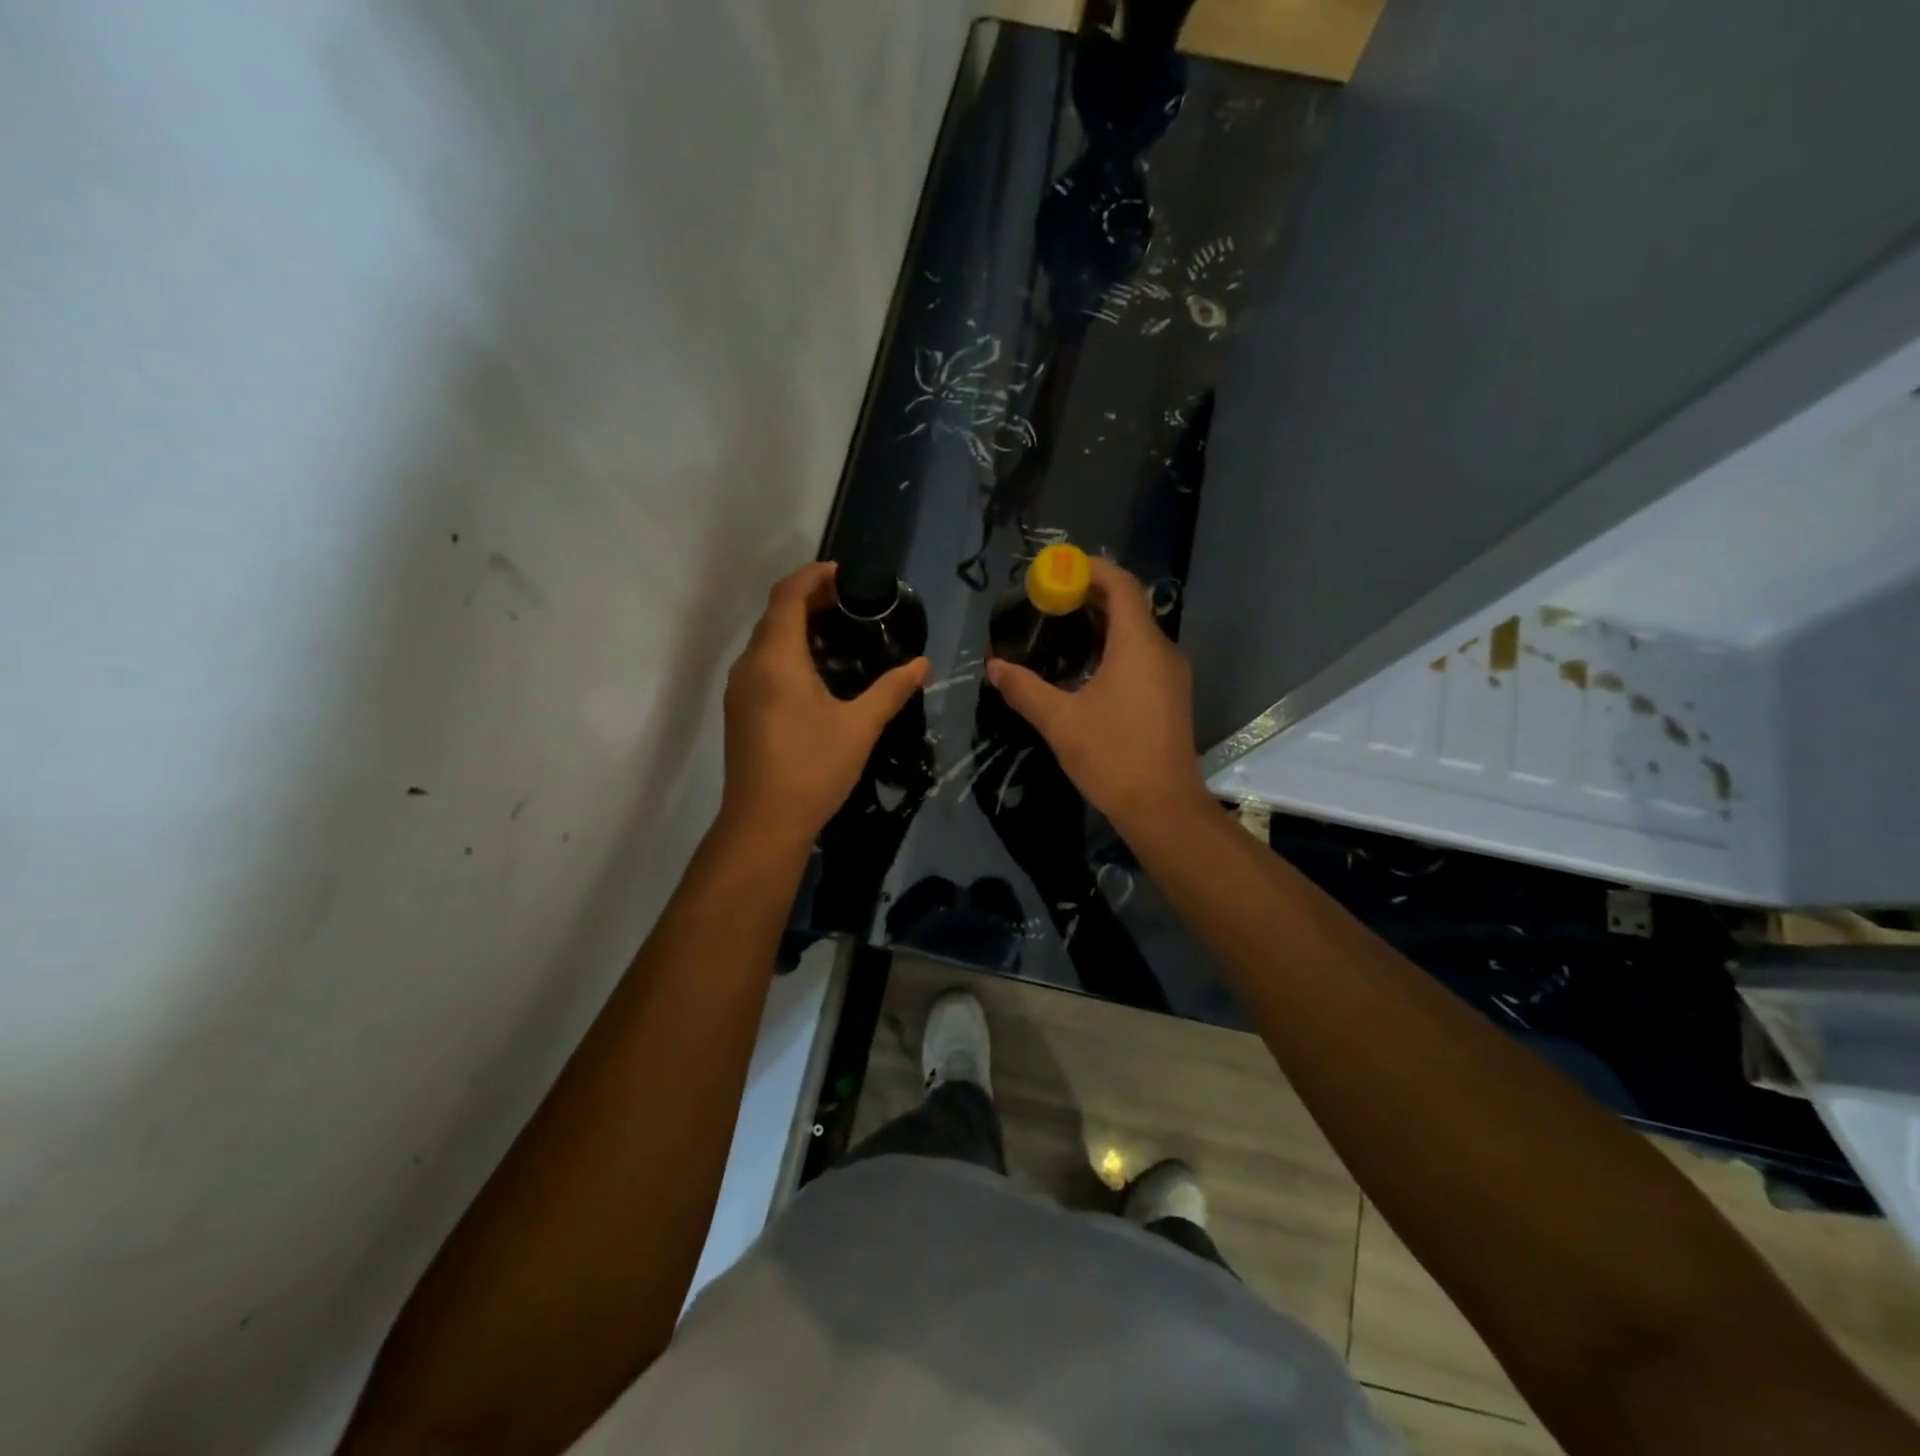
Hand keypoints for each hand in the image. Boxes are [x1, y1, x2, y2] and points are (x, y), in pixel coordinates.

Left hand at [720, 562, 927, 847]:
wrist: (763, 823)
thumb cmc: (812, 768)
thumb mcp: (860, 726)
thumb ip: (892, 689)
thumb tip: (923, 664)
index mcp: (776, 658)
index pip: (788, 595)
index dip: (815, 576)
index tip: (847, 574)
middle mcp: (750, 665)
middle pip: (775, 614)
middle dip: (811, 599)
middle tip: (853, 603)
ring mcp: (740, 689)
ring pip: (767, 640)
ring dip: (799, 627)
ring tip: (841, 633)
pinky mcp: (740, 711)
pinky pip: (763, 664)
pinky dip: (789, 653)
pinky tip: (819, 673)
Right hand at [985, 557, 1208, 834]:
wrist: (1163, 807)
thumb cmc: (1112, 756)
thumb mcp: (1059, 721)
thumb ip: (1024, 689)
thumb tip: (994, 666)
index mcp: (1139, 644)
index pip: (1121, 585)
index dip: (1090, 569)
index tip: (1057, 569)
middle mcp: (1162, 650)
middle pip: (1129, 605)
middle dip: (1090, 596)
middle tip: (1049, 599)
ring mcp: (1171, 674)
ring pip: (1137, 632)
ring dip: (1102, 623)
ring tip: (1061, 627)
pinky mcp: (1171, 696)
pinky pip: (1142, 655)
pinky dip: (1114, 647)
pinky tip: (1085, 666)